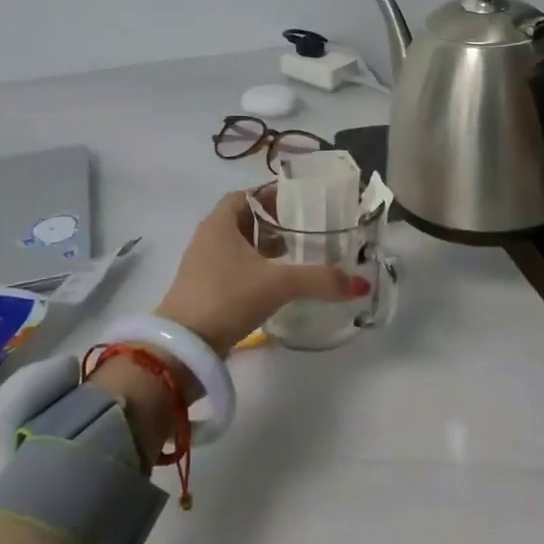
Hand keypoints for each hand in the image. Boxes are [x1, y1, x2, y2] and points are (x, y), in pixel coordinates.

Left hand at [154, 190, 365, 354]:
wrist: (182, 349)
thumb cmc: (226, 298)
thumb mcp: (278, 284)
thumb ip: (320, 279)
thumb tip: (360, 284)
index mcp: (220, 223)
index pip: (248, 195)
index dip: (273, 195)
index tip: (302, 203)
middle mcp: (209, 238)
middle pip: (246, 220)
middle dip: (276, 223)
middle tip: (308, 229)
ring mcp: (204, 266)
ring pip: (242, 246)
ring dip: (267, 248)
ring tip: (299, 255)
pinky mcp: (206, 291)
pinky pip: (237, 269)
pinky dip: (258, 270)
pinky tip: (280, 284)